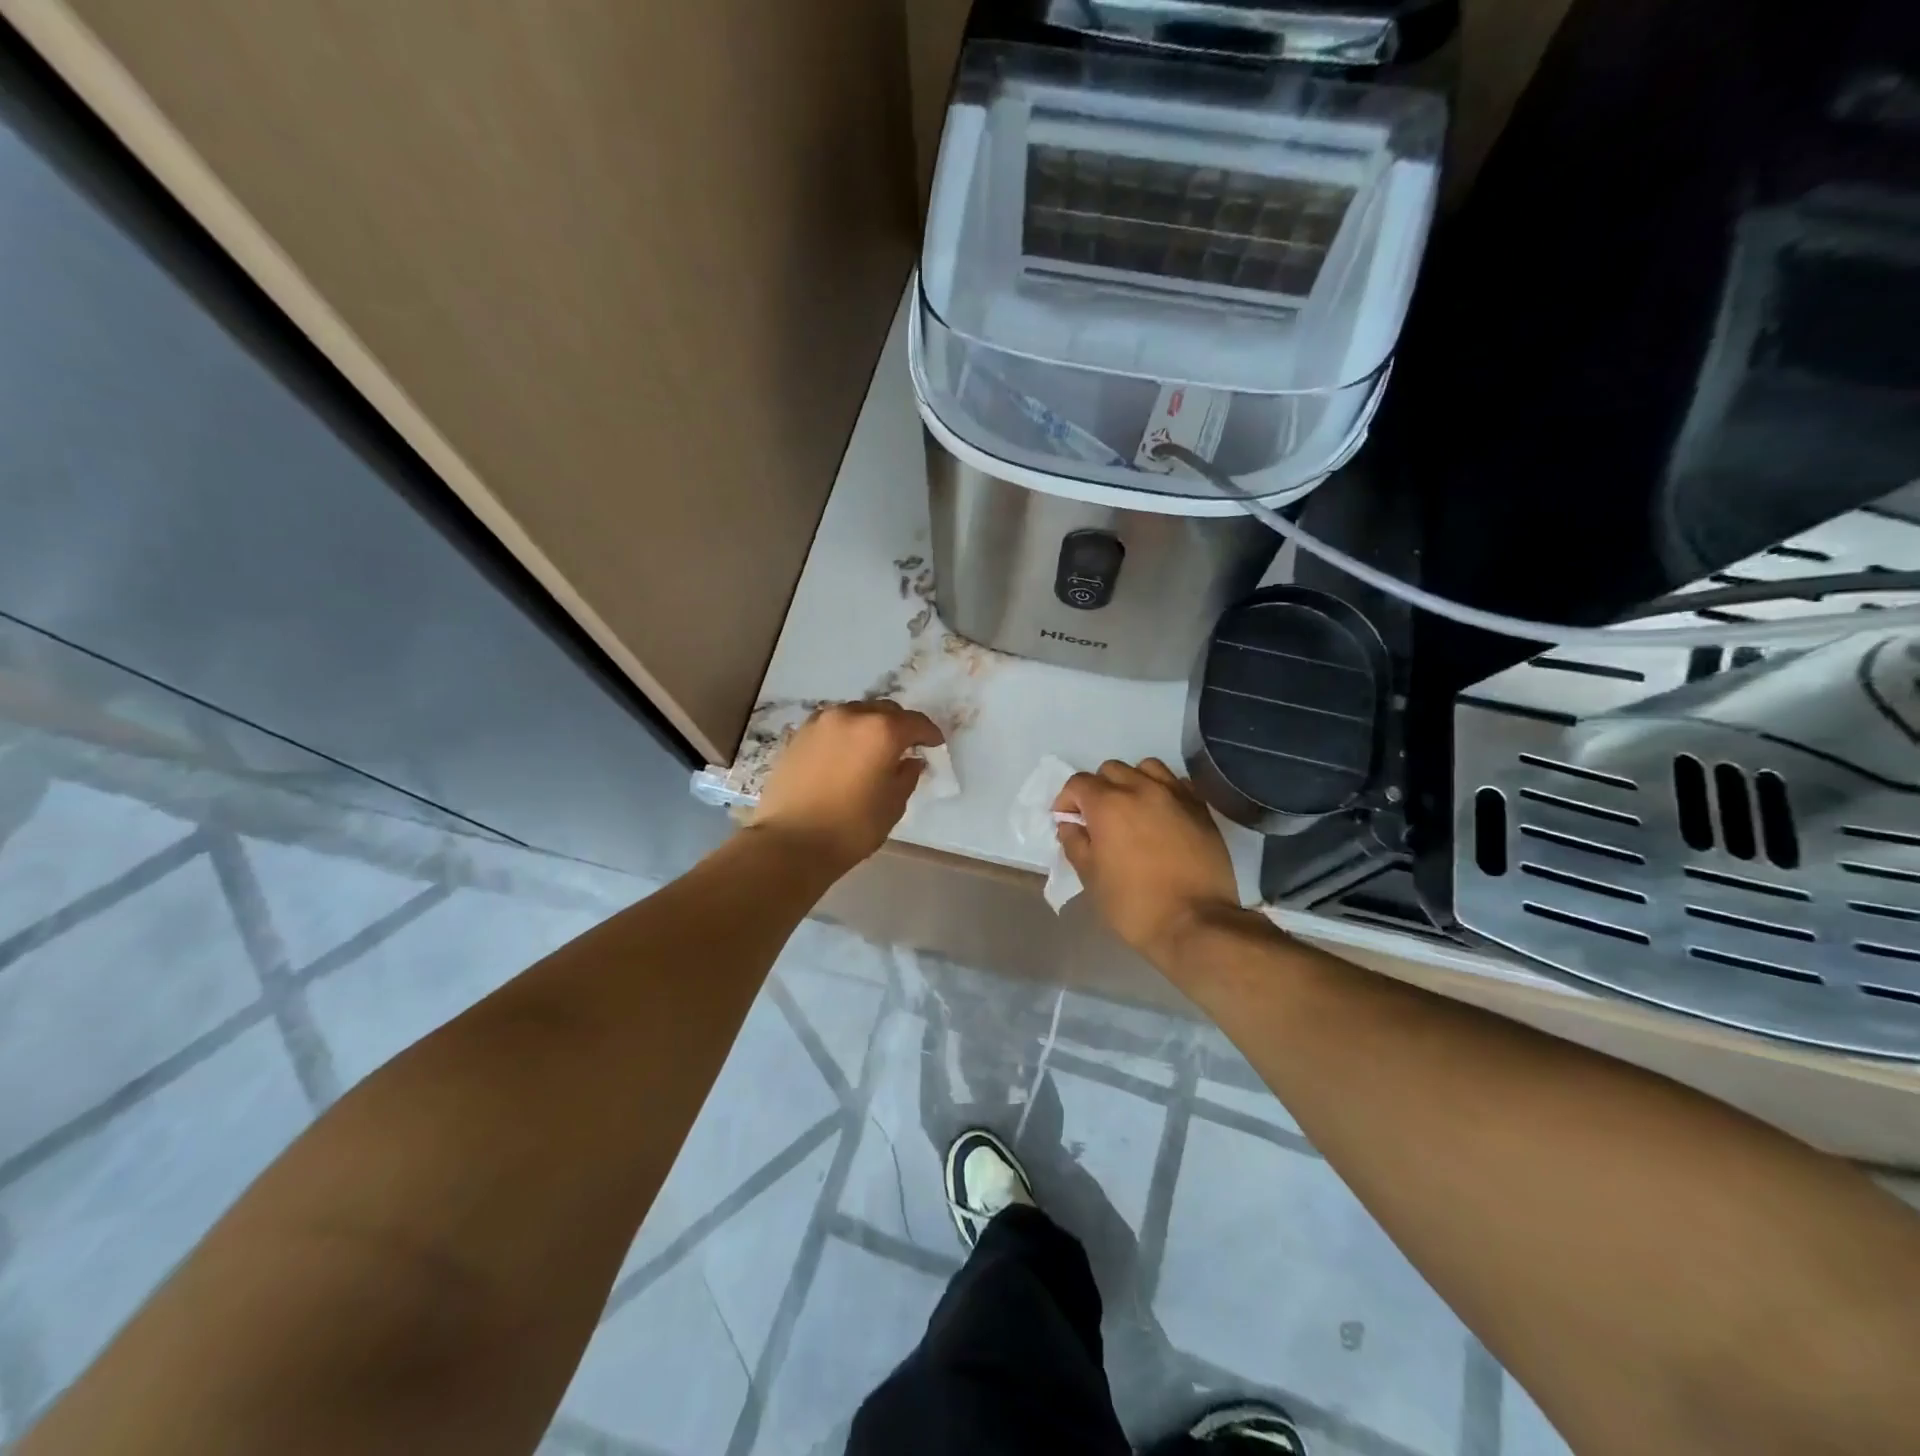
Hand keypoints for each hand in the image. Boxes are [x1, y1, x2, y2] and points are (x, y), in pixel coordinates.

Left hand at [752, 701, 944, 867]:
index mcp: (882, 730)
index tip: (934, 745)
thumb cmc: (851, 827)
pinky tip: (845, 754)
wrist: (790, 842)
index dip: (929, 733)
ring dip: (870, 725)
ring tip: (873, 750)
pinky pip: (832, 725)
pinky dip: (845, 733)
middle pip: (885, 710)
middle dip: (899, 725)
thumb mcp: (893, 805)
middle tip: (905, 747)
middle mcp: (852, 715)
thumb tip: (910, 761)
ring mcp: (821, 722)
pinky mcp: (799, 735)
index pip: (915, 722)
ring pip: (856, 713)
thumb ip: (907, 776)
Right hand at [1054, 759, 1252, 964]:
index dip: (1067, 800)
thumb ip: (1075, 843)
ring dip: (1132, 782)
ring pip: (1146, 768)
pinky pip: (1177, 783)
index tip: (1067, 821)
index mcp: (1108, 805)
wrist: (1195, 923)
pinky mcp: (1200, 808)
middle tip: (1098, 818)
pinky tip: (1161, 814)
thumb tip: (1070, 824)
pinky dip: (1164, 790)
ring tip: (1132, 808)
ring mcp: (1175, 795)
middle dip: (1098, 788)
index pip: (1078, 783)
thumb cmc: (1134, 904)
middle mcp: (1141, 789)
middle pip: (1111, 770)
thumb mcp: (1091, 878)